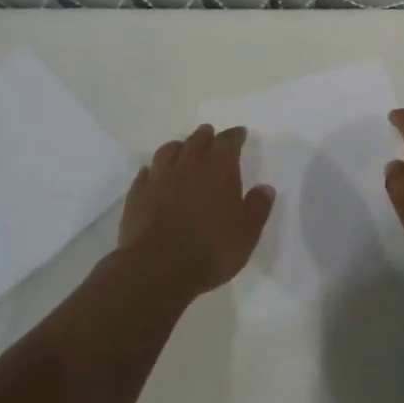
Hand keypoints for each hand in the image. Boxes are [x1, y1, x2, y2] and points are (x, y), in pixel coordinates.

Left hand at [118, 125, 274, 295]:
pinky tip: (154, 174)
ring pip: (168, 151)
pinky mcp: (137, 195)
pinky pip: (146, 173)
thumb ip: (257, 207)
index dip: (235, 135)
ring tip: (182, 149)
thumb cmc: (212, 249)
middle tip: (211, 136)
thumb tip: (265, 188)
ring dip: (178, 147)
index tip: (240, 133)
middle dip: (206, 136)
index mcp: (219, 170)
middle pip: (197, 140)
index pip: (228, 141)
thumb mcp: (247, 232)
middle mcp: (188, 166)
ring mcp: (159, 178)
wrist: (158, 269)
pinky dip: (153, 169)